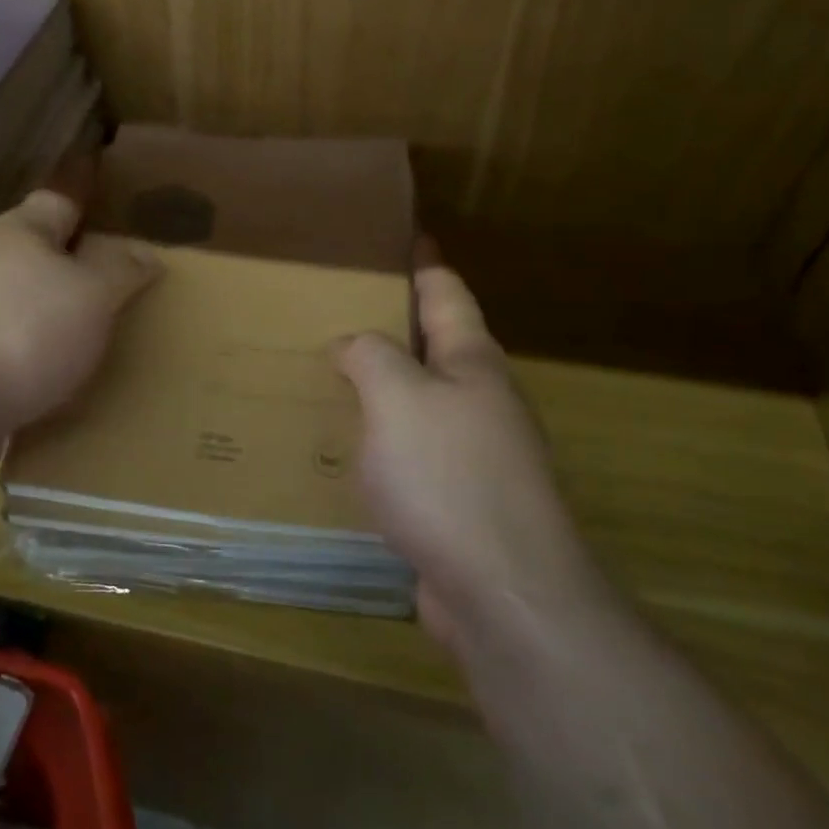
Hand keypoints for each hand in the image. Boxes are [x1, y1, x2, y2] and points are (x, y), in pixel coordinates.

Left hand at [0, 190, 158, 470]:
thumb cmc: (24, 330)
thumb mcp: (91, 292)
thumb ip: (121, 270)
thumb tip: (145, 253)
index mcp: (20, 233)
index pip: (59, 201)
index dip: (91, 204)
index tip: (122, 219)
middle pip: (41, 257)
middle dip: (78, 270)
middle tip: (125, 290)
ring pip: (26, 306)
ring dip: (58, 320)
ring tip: (102, 341)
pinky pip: (13, 352)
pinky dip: (39, 361)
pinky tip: (65, 382)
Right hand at [335, 257, 612, 653]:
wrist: (503, 594)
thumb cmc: (449, 478)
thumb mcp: (398, 397)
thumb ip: (370, 356)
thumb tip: (352, 346)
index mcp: (472, 363)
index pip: (446, 293)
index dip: (423, 261)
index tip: (404, 234)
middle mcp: (479, 402)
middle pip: (433, 348)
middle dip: (392, 326)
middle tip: (334, 311)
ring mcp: (473, 456)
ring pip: (417, 405)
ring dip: (380, 389)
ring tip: (325, 377)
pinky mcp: (456, 503)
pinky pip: (408, 456)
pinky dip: (377, 443)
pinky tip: (341, 451)